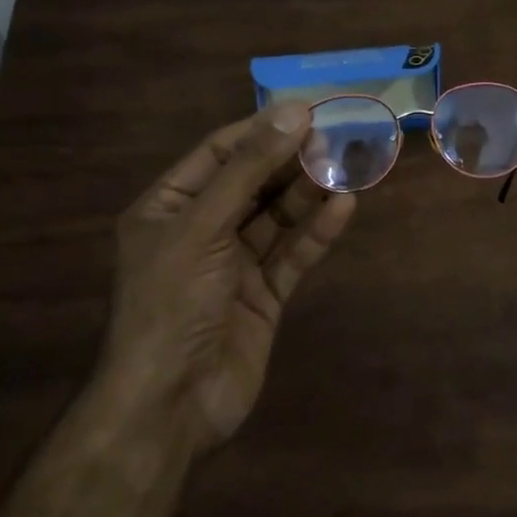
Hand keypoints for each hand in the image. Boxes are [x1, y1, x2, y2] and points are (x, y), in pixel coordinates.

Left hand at [102, 104, 355, 453]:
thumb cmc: (172, 304)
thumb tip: (293, 112)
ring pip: (277, 217)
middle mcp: (201, 230)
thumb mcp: (203, 227)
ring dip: (309, 192)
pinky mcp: (263, 296)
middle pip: (253, 182)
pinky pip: (292, 255)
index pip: (219, 153)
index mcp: (168, 208)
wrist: (170, 406)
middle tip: (337, 135)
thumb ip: (249, 170)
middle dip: (291, 159)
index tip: (306, 111)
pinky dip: (317, 232)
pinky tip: (344, 208)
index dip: (261, 130)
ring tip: (348, 165)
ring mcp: (233, 265)